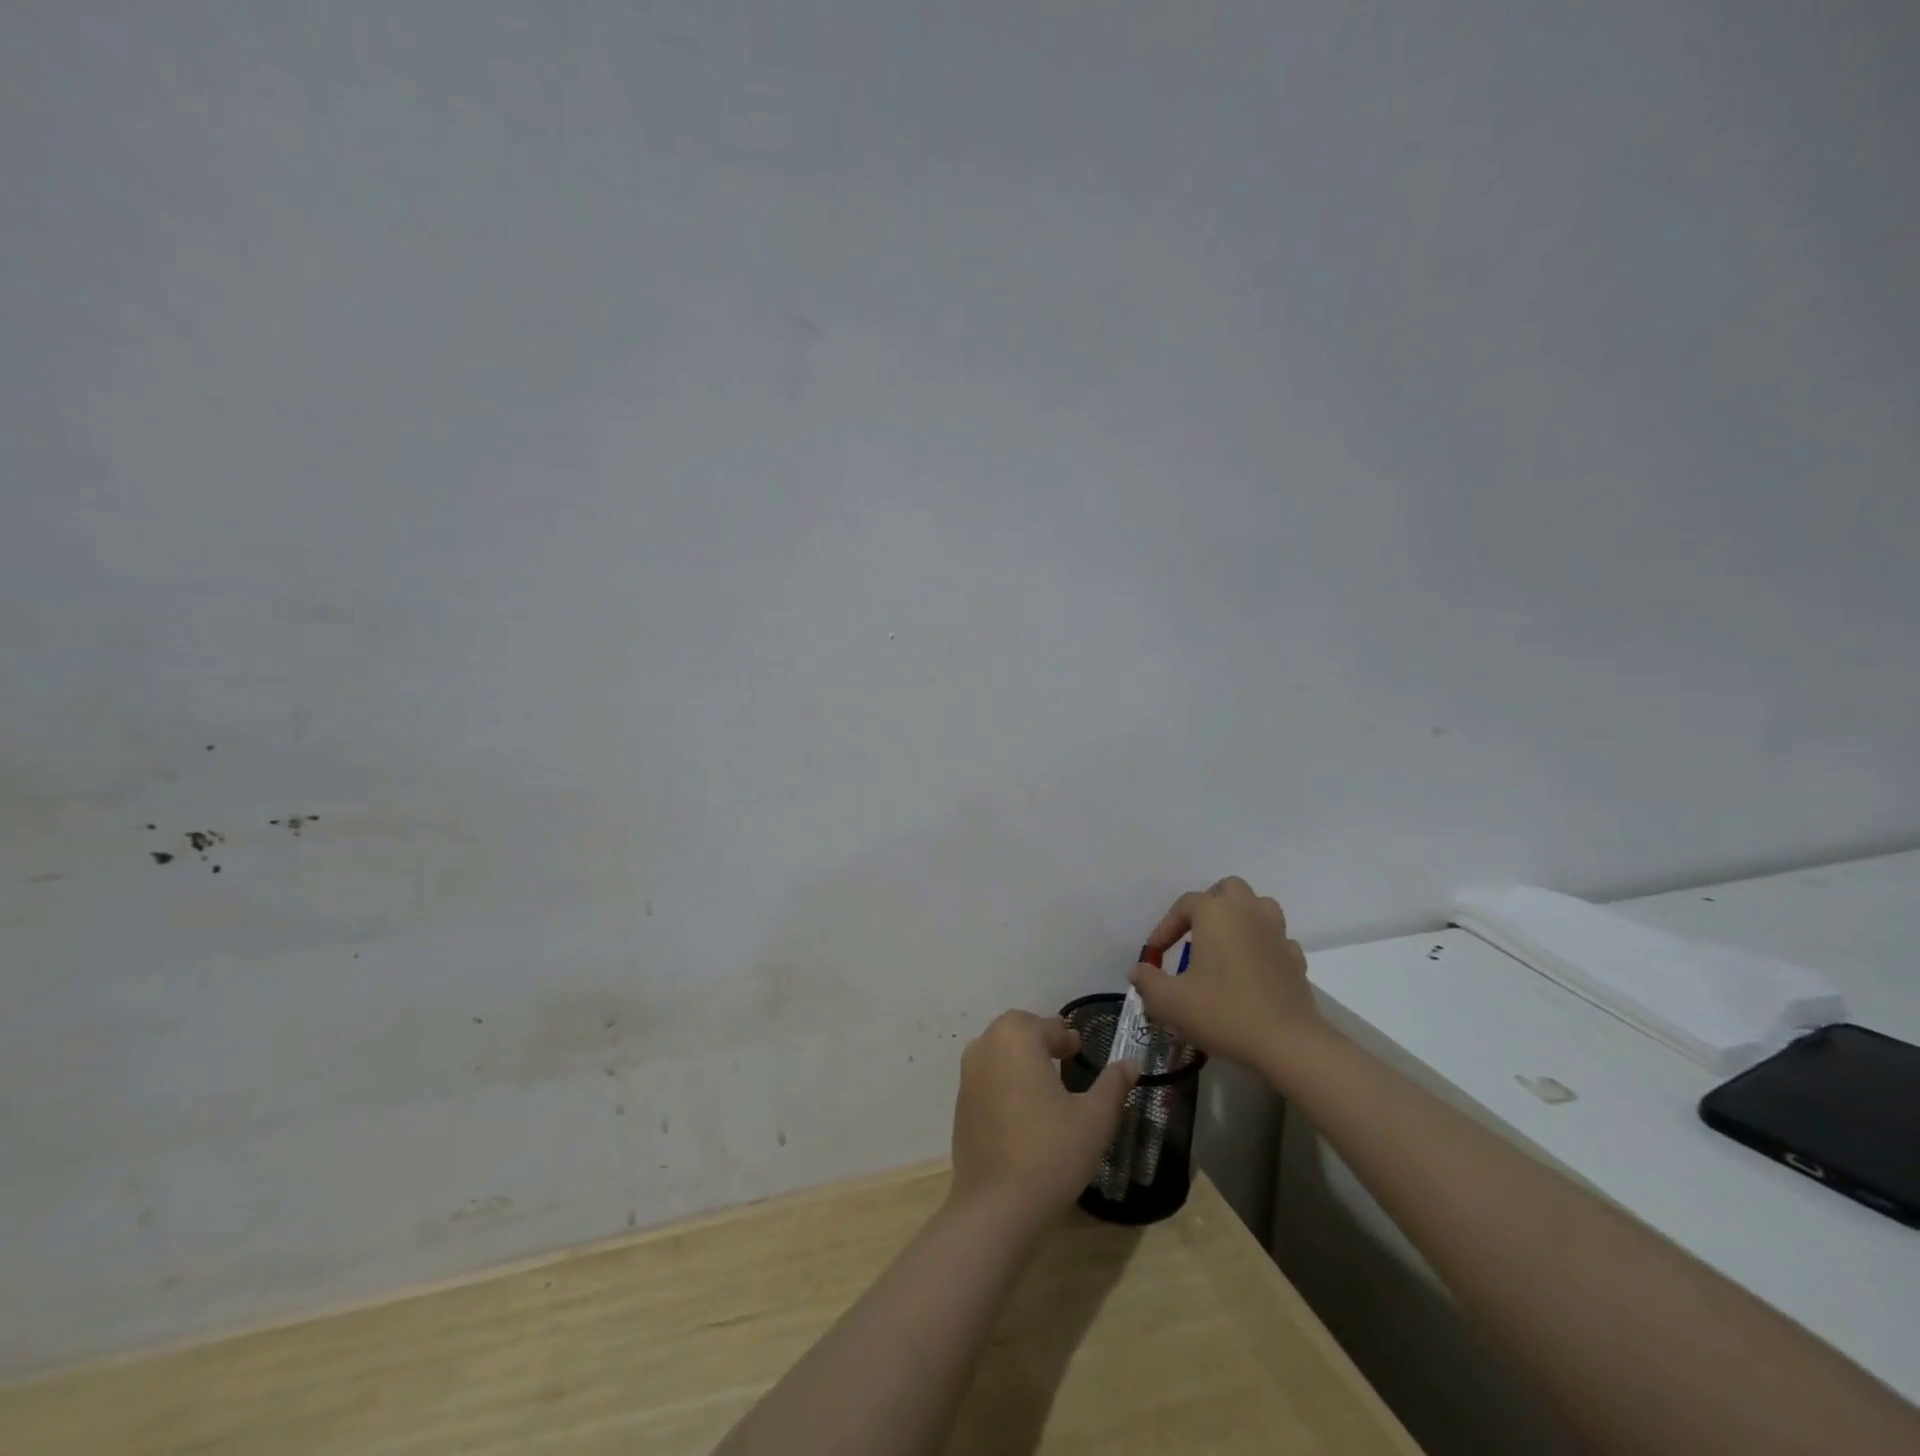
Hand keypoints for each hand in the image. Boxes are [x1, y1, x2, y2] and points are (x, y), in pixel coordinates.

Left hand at [949, 1010, 1136, 1220]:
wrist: (996, 1206)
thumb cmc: (1051, 1152)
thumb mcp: (1094, 1118)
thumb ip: (1113, 1084)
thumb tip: (1131, 1062)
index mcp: (1016, 1038)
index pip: (1046, 1026)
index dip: (1065, 1036)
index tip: (1080, 1049)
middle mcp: (986, 1047)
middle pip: (1016, 1030)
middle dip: (1041, 1038)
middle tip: (1065, 1056)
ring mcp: (968, 1076)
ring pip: (997, 1052)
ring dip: (1020, 1057)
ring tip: (1046, 1081)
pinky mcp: (961, 1105)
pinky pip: (986, 1078)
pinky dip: (1005, 1080)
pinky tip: (1024, 1108)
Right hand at [1128, 877, 1321, 1067]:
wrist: (1288, 1043)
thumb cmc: (1223, 1012)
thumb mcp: (1170, 1001)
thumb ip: (1147, 982)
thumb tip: (1138, 971)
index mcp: (1216, 913)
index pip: (1184, 904)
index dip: (1165, 927)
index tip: (1155, 954)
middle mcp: (1248, 912)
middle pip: (1228, 890)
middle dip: (1209, 905)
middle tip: (1194, 933)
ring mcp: (1277, 934)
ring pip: (1259, 906)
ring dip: (1240, 917)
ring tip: (1225, 943)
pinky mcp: (1296, 960)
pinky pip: (1276, 940)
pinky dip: (1263, 946)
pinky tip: (1252, 969)